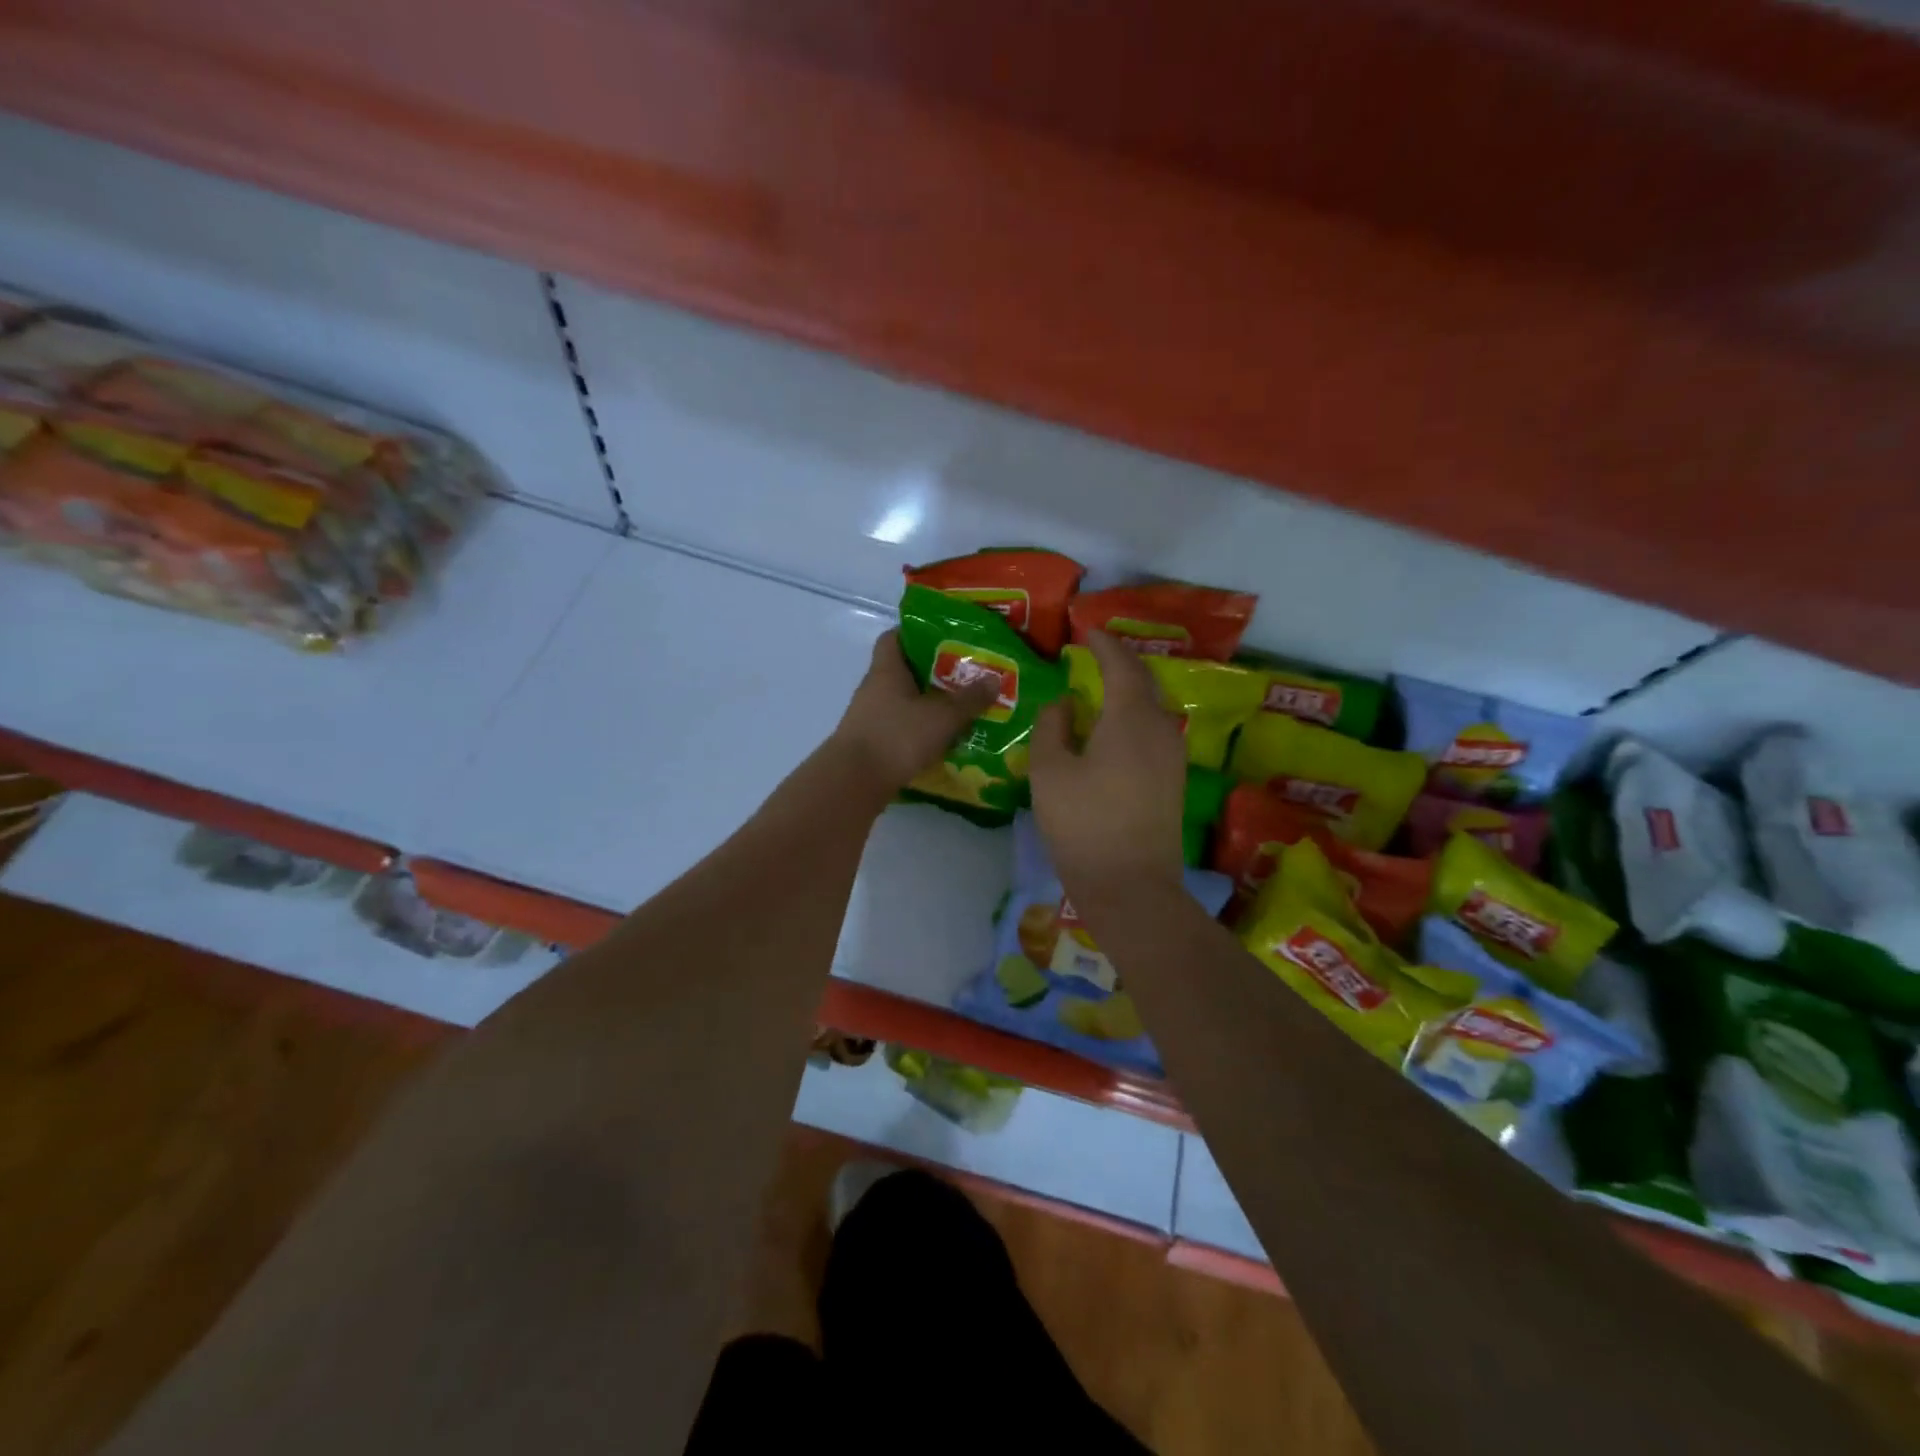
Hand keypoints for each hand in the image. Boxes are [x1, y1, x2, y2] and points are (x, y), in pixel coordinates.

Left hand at [829, 629, 998, 793]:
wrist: (853, 782)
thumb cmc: (896, 737)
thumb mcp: (941, 717)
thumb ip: (969, 699)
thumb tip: (995, 679)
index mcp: (886, 670)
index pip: (894, 637)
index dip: (916, 633)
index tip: (944, 639)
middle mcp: (874, 688)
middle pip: (903, 671)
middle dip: (933, 673)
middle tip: (965, 677)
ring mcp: (869, 717)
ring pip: (902, 702)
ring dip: (927, 705)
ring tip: (960, 710)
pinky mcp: (871, 743)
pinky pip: (899, 728)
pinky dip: (918, 731)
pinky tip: (942, 740)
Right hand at [1029, 630, 1187, 896]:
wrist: (1132, 886)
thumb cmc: (1083, 824)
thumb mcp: (1050, 771)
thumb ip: (1053, 727)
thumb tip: (1065, 703)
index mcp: (1130, 718)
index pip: (1120, 665)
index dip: (1103, 644)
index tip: (1086, 631)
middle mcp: (1160, 728)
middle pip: (1143, 681)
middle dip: (1121, 662)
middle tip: (1095, 652)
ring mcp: (1172, 755)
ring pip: (1152, 706)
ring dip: (1129, 689)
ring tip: (1102, 684)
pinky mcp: (1172, 779)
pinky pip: (1154, 729)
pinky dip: (1134, 714)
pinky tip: (1114, 726)